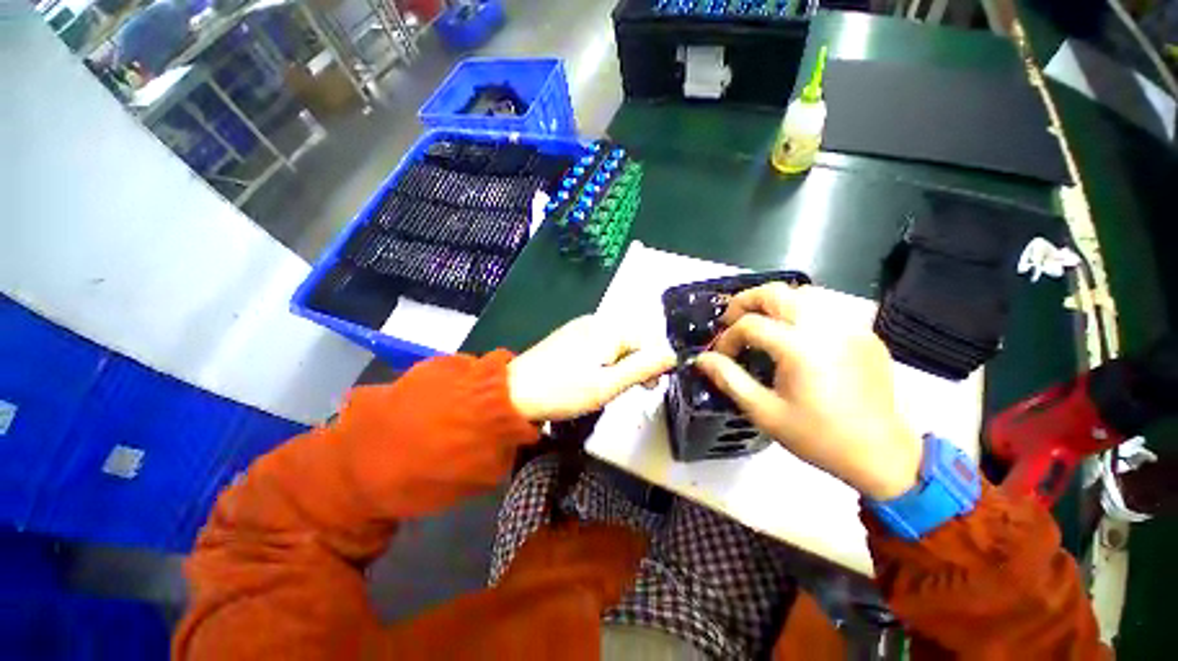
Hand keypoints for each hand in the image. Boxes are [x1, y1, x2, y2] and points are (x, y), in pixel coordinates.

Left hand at [508, 316, 676, 421]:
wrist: (514, 393)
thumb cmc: (563, 390)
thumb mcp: (608, 384)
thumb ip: (643, 367)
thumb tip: (673, 353)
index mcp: (609, 328)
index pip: (648, 339)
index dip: (656, 362)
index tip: (652, 387)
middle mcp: (597, 321)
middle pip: (632, 340)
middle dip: (639, 364)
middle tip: (638, 390)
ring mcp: (581, 327)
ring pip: (616, 344)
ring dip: (623, 365)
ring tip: (615, 388)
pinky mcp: (570, 337)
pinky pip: (600, 345)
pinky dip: (606, 362)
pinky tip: (597, 377)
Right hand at [693, 284, 921, 500]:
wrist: (882, 454)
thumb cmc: (818, 436)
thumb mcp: (764, 412)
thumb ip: (729, 379)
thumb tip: (702, 359)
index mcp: (800, 348)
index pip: (750, 325)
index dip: (728, 337)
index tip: (721, 356)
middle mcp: (825, 327)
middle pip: (775, 292)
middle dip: (744, 302)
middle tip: (731, 322)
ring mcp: (849, 326)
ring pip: (801, 293)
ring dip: (772, 303)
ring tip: (759, 323)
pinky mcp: (864, 333)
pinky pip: (825, 307)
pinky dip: (799, 311)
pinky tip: (793, 333)